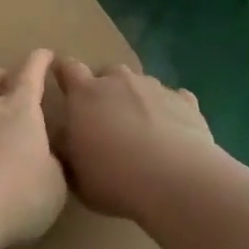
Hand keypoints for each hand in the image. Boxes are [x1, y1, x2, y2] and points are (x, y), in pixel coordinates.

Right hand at [50, 58, 222, 222]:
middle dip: (104, 90)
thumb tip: (65, 139)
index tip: (62, 82)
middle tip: (106, 120)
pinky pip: (173, 100)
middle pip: (107, 74)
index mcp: (85, 94)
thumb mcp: (75, 174)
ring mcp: (155, 87)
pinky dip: (169, 112)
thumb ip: (67, 150)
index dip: (63, 71)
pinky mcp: (186, 101)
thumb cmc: (114, 178)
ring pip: (141, 85)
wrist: (176, 180)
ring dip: (137, 101)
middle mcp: (119, 81)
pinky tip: (173, 135)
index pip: (67, 68)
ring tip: (142, 132)